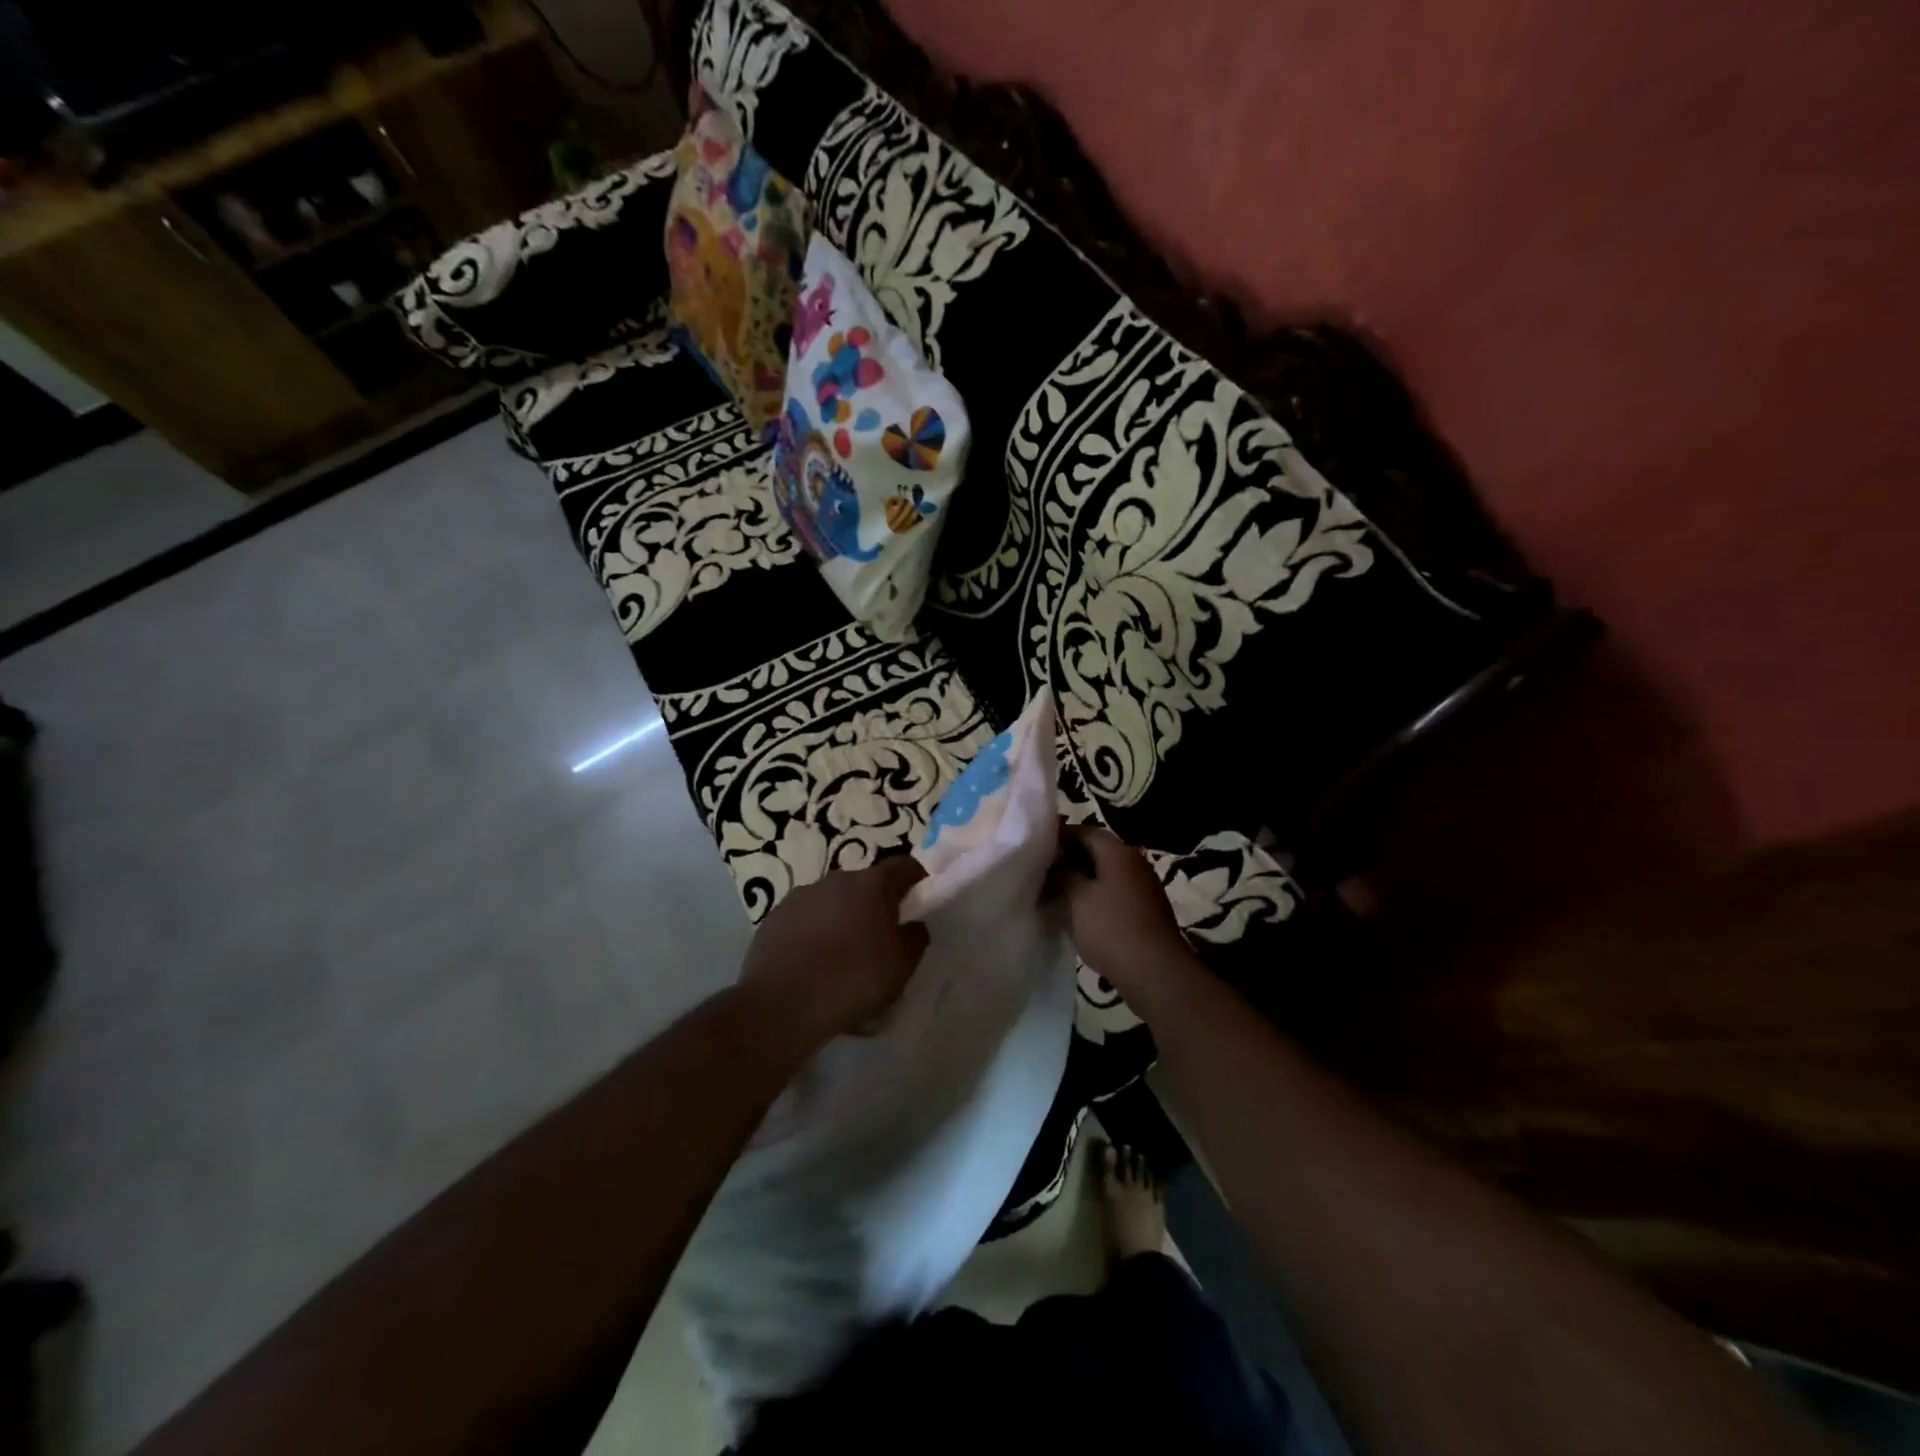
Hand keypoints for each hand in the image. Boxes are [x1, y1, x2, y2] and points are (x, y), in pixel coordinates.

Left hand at [739, 855, 928, 1048]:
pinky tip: (812, 963)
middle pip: (865, 884)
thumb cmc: (853, 980)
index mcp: (871, 884)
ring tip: (843, 954)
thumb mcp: (902, 965)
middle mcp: (836, 880)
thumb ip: (915, 937)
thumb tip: (912, 925)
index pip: (904, 866)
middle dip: (876, 904)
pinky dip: (813, 932)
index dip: (916, 879)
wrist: (782, 1005)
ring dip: (842, 918)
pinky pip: (805, 919)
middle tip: (881, 936)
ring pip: (832, 901)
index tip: (922, 899)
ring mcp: (800, 896)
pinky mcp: (774, 917)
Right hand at [1054, 828, 1196, 1015]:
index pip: (1086, 831)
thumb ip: (1064, 873)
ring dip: (1079, 881)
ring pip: (1103, 875)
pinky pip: (1112, 895)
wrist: (1155, 972)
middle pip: (1096, 852)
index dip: (1060, 836)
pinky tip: (1074, 914)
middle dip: (1068, 859)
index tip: (1036, 847)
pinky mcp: (1143, 912)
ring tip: (1052, 893)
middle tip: (1041, 871)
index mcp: (1118, 853)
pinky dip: (1092, 898)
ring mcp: (1141, 888)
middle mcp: (1134, 863)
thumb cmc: (1111, 928)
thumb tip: (1056, 861)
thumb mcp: (1078, 898)